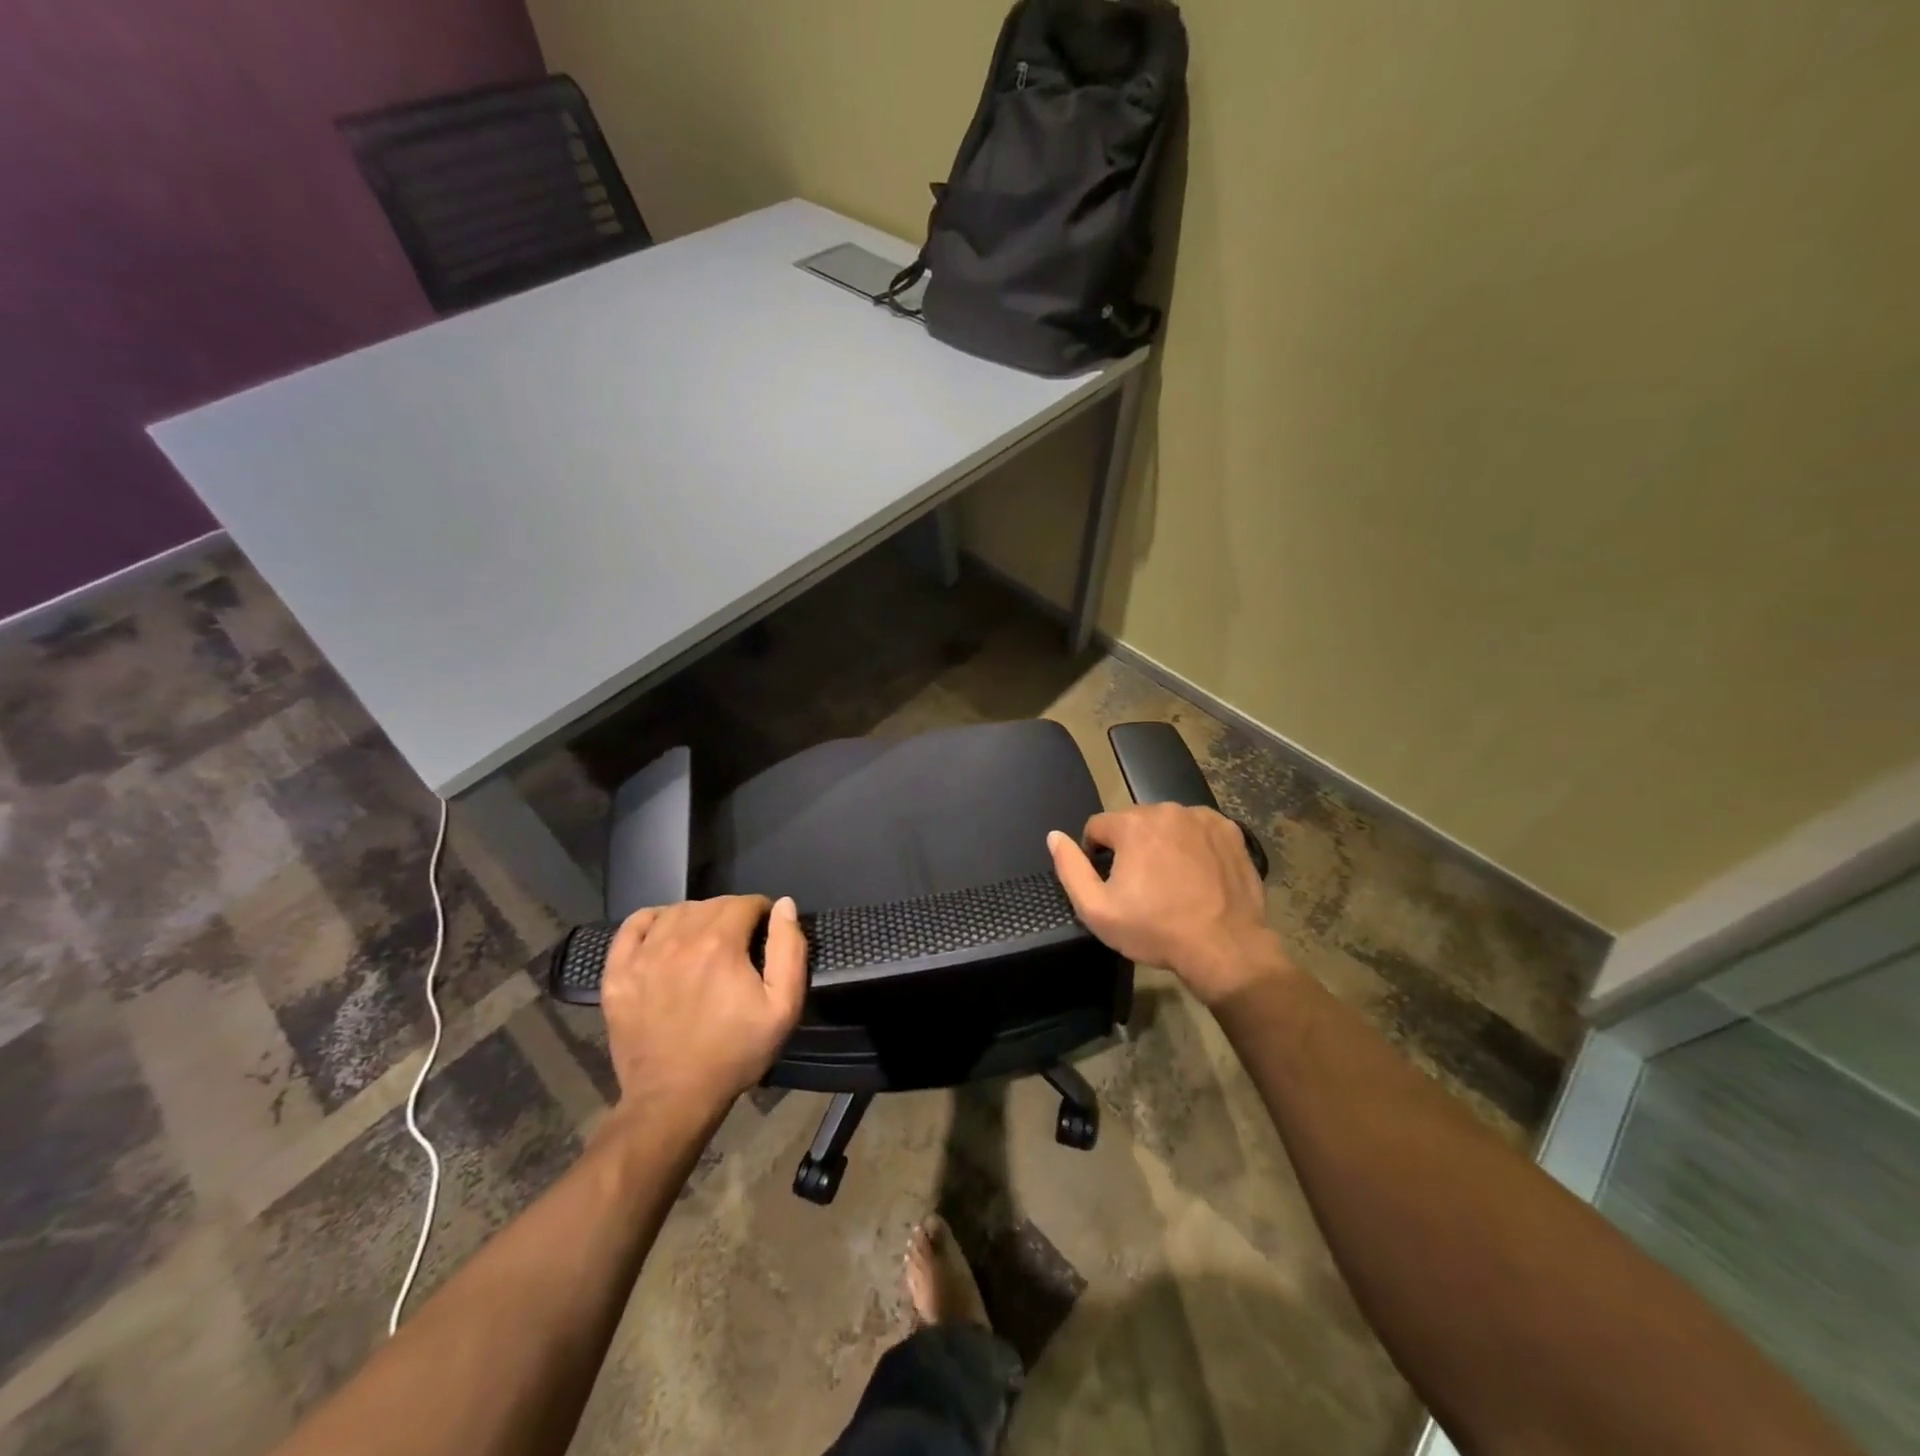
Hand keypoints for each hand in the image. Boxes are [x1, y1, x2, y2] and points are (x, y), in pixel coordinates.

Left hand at [599, 895, 806, 1121]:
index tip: (766, 935)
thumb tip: (784, 905)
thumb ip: (789, 949)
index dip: (763, 914)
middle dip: (733, 915)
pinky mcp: (618, 973)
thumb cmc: (735, 1052)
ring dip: (697, 917)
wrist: (674, 1098)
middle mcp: (679, 939)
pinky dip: (653, 920)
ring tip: (706, 943)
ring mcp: (643, 955)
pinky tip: (665, 934)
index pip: (746, 903)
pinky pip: (633, 926)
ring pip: (676, 911)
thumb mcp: (783, 1007)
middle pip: (712, 904)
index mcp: (721, 944)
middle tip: (741, 944)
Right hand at [1048, 805, 1286, 1006]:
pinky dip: (1193, 845)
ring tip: (1171, 881)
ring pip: (1166, 824)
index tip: (1111, 883)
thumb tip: (1054, 836)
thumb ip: (1070, 868)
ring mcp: (1202, 818)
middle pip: (1133, 822)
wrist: (1225, 948)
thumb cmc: (1155, 930)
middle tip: (1141, 886)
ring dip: (1161, 843)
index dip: (1096, 855)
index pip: (1097, 826)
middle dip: (1130, 847)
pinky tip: (1197, 874)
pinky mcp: (1230, 831)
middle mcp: (1167, 810)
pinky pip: (1198, 829)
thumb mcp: (1097, 910)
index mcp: (1132, 824)